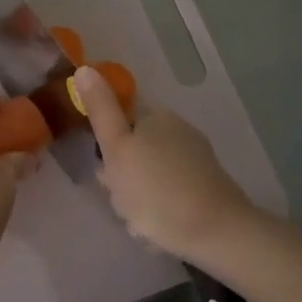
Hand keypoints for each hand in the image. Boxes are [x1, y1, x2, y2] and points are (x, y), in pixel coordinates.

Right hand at [73, 65, 257, 261]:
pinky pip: (170, 192)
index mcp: (154, 116)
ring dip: (139, 195)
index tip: (106, 171)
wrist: (217, 232)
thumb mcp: (117, 149)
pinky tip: (160, 227)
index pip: (118, 120)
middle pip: (134, 148)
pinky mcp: (207, 184)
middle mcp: (177, 128)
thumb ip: (100, 110)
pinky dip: (161, 207)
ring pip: (150, 173)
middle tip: (121, 199)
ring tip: (141, 221)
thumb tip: (84, 68)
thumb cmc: (155, 190)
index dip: (106, 146)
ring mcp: (196, 157)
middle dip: (122, 174)